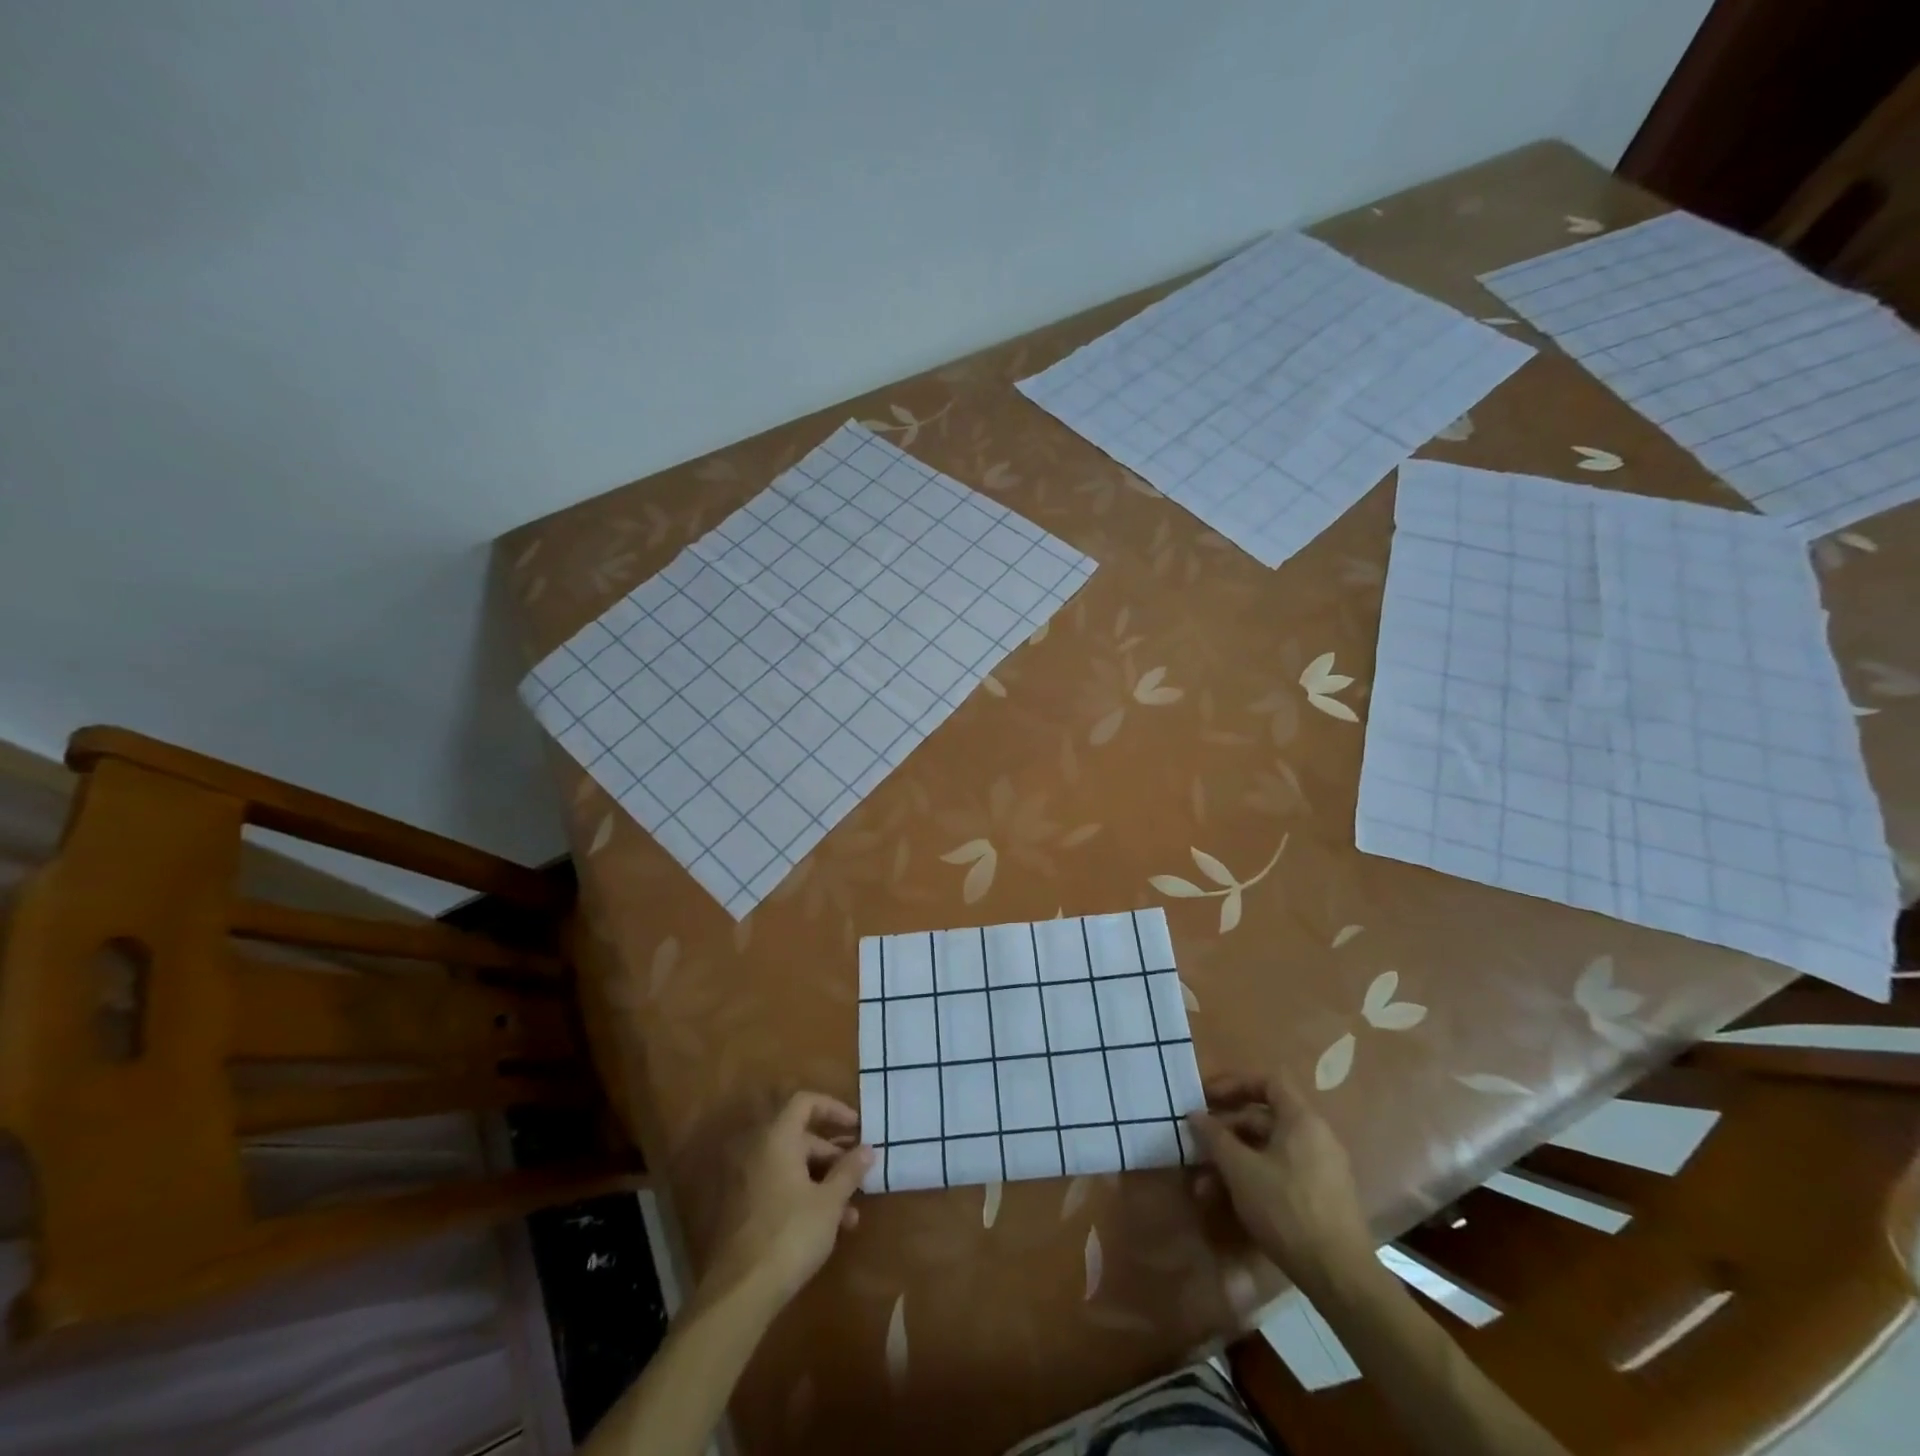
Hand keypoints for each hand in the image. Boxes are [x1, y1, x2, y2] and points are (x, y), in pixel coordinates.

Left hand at [707, 1091, 873, 1307]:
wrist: (740, 1292)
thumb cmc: (791, 1234)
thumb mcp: (830, 1202)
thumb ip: (850, 1171)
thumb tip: (867, 1148)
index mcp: (778, 1139)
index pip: (805, 1102)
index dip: (834, 1108)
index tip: (858, 1128)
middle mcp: (760, 1152)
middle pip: (802, 1137)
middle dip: (834, 1155)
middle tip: (859, 1175)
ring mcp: (749, 1181)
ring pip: (794, 1167)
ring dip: (824, 1182)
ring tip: (851, 1213)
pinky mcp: (746, 1210)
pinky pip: (781, 1188)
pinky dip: (805, 1197)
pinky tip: (829, 1228)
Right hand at [1187, 1072, 1372, 1287]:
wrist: (1340, 1277)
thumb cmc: (1287, 1209)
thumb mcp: (1241, 1170)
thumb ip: (1215, 1137)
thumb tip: (1195, 1115)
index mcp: (1302, 1120)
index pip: (1268, 1082)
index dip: (1235, 1085)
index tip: (1207, 1099)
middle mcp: (1316, 1137)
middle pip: (1264, 1119)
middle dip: (1226, 1133)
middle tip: (1198, 1146)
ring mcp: (1322, 1169)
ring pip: (1269, 1152)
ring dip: (1234, 1162)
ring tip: (1205, 1187)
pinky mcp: (1322, 1198)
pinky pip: (1281, 1173)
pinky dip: (1254, 1179)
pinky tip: (1230, 1202)